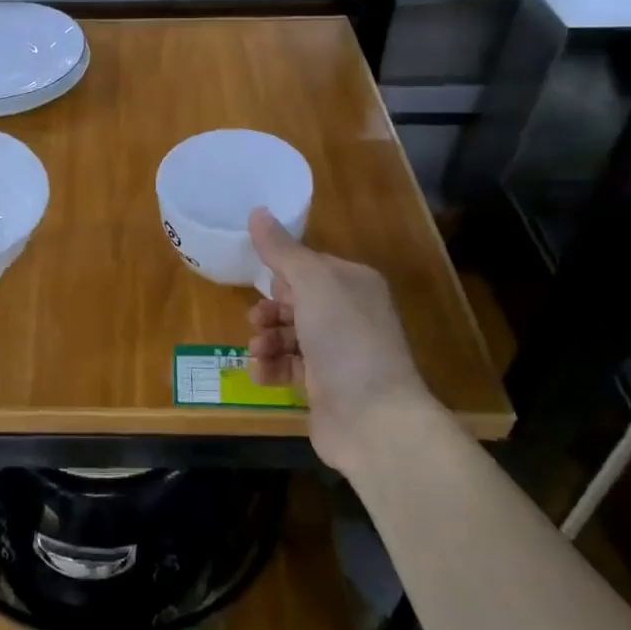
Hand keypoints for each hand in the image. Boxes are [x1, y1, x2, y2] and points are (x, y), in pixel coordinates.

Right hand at [246, 208, 432, 475]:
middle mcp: (350, 314)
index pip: (310, 266)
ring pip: (290, 335)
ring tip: (258, 351)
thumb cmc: (345, 340)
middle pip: (296, 301)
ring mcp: (339, 353)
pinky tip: (261, 374)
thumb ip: (282, 250)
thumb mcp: (312, 283)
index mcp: (354, 283)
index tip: (263, 282)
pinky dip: (272, 368)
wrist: (373, 419)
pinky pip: (289, 368)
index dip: (283, 274)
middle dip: (270, 309)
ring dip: (267, 340)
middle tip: (256, 320)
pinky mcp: (325, 386)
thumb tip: (257, 211)